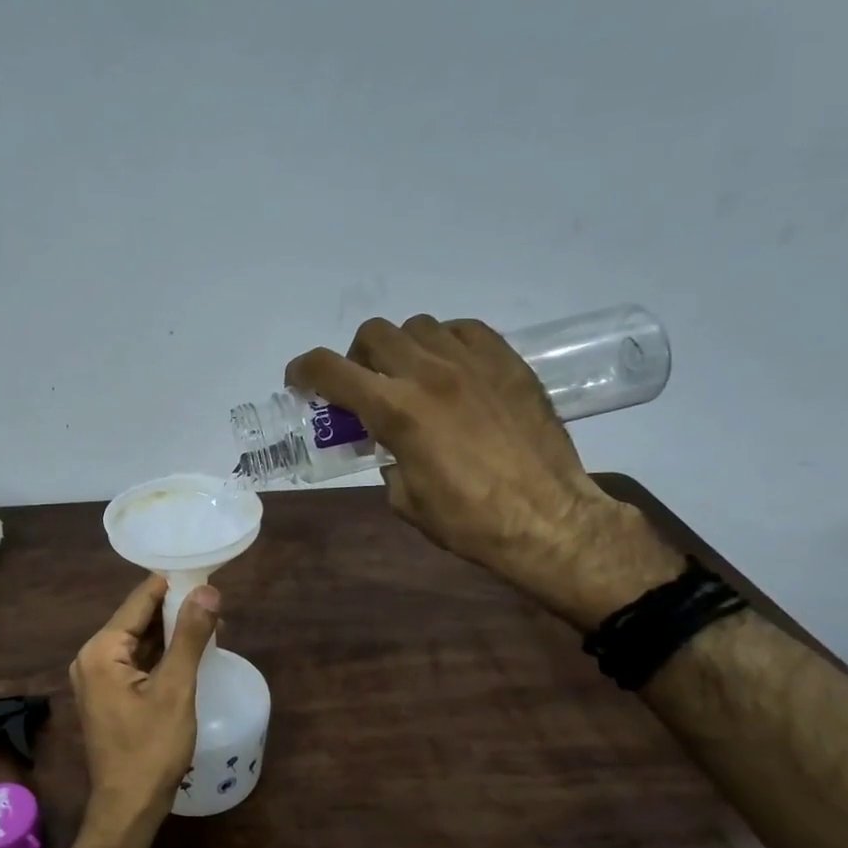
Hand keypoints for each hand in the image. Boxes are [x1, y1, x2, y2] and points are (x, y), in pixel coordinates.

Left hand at [69, 574, 218, 840]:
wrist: (128, 807)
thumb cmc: (151, 749)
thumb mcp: (176, 689)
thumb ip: (190, 636)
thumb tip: (207, 591)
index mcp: (101, 650)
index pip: (138, 602)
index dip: (171, 585)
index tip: (203, 572)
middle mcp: (91, 658)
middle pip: (137, 620)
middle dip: (174, 610)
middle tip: (214, 600)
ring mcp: (97, 678)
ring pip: (138, 642)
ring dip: (170, 633)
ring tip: (210, 621)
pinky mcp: (108, 695)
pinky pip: (136, 662)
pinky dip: (161, 655)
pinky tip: (188, 651)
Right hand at [286, 315, 663, 620]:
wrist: (547, 518)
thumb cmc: (467, 520)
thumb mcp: (403, 498)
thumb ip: (386, 458)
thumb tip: (389, 444)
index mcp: (395, 410)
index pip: (329, 369)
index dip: (303, 371)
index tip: (300, 382)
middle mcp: (428, 373)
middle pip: (372, 334)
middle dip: (356, 357)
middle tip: (364, 387)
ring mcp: (472, 362)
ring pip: (417, 327)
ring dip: (401, 348)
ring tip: (411, 378)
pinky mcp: (508, 362)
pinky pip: (463, 330)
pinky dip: (444, 343)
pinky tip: (451, 371)